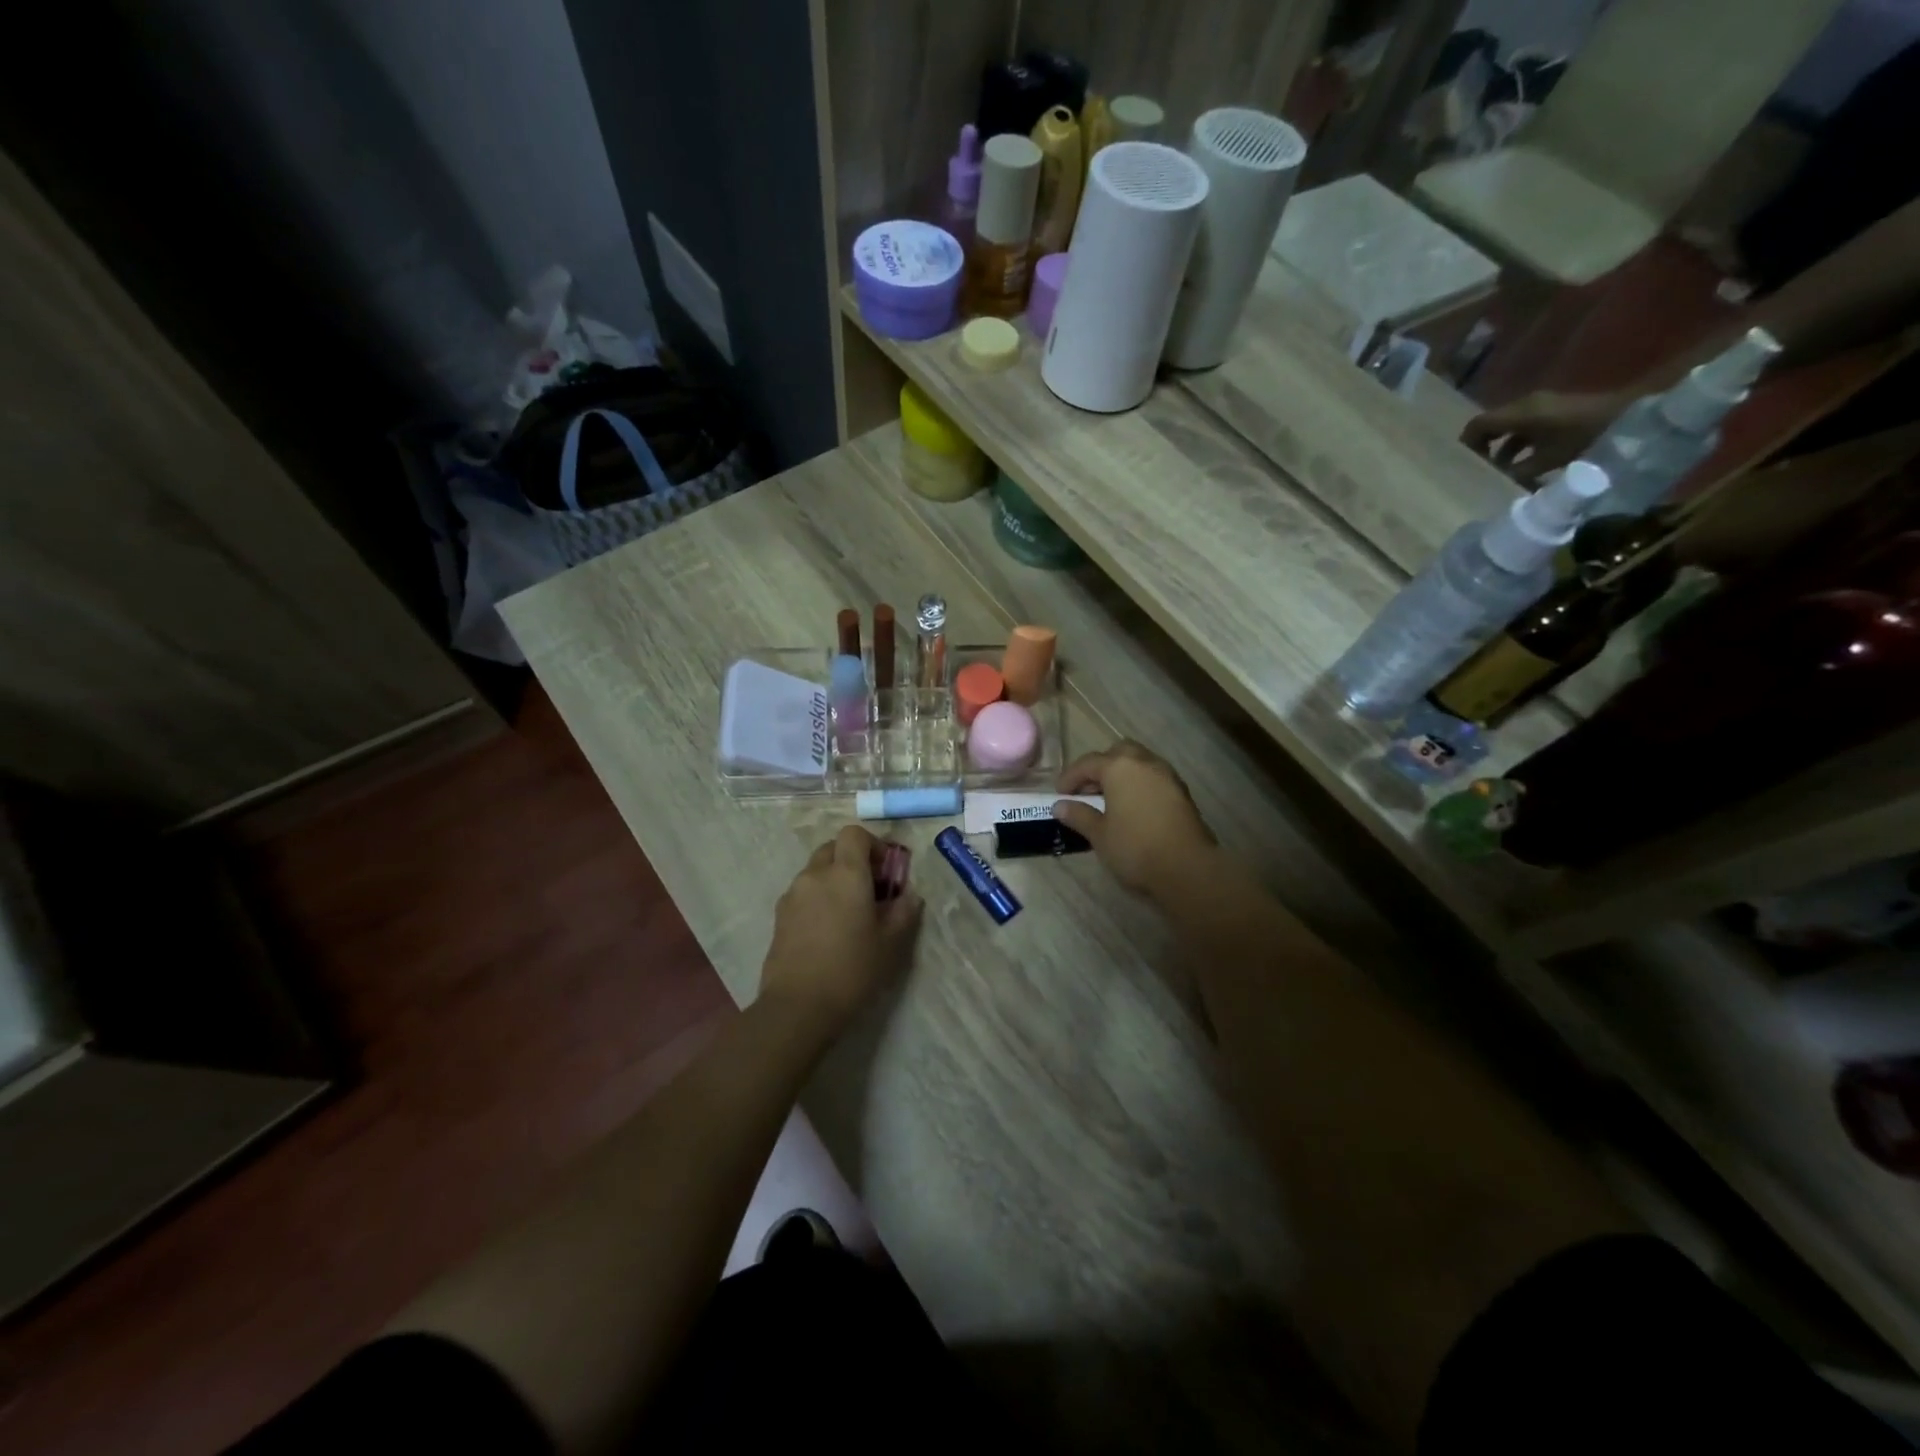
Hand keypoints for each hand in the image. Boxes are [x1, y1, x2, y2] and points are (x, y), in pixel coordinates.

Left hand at [761, 825, 921, 1031]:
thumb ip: (904, 911)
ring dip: (834, 880)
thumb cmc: (852, 969)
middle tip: (871, 890)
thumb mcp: (891, 943)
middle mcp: (815, 874)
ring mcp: (792, 894)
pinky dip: (818, 899)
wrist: (798, 1007)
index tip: (887, 871)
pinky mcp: (779, 916)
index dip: (873, 845)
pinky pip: (803, 893)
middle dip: (853, 860)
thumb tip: (909, 895)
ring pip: (816, 871)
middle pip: (833, 848)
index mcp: (846, 873)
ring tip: (849, 914)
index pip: (854, 834)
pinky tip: (828, 931)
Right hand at [1054, 741, 1214, 898]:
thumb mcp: (1099, 834)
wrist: (1187, 869)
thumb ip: (1079, 815)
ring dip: (1122, 775)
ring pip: (1139, 763)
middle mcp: (1145, 763)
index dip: (1070, 777)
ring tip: (1109, 800)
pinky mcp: (1182, 793)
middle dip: (1100, 767)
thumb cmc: (1135, 848)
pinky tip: (1132, 808)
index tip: (1059, 794)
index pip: (1088, 763)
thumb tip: (1060, 806)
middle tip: (1088, 791)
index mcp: (1120, 768)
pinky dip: (1139, 785)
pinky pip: (1154, 778)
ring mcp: (1167, 776)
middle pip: (1118, 753)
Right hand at [1460, 390, 1628, 483]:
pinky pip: (1523, 425)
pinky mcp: (1552, 410)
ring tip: (1501, 470)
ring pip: (1506, 426)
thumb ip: (1516, 471)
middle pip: (1489, 424)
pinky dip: (1516, 442)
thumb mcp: (1546, 460)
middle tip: (1480, 470)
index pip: (1477, 425)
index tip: (1465, 465)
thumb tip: (1496, 480)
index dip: (1466, 444)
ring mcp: (1540, 405)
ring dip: (1500, 447)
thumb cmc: (1583, 439)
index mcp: (1519, 414)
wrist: (1627, 417)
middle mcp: (1525, 405)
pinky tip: (1522, 461)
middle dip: (1481, 447)